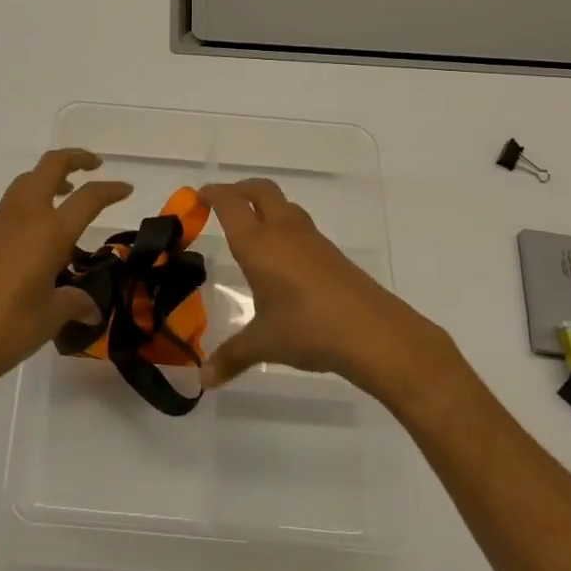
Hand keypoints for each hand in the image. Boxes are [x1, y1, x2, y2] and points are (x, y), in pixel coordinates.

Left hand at [0, 149, 131, 394]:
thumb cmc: (7, 329)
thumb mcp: (50, 317)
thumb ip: (73, 303)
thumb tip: (90, 308)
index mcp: (49, 232)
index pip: (88, 198)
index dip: (110, 190)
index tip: (125, 189)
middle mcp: (23, 217)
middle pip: (49, 167)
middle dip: (74, 159)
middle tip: (94, 166)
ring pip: (24, 184)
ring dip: (47, 181)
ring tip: (64, 199)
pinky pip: (7, 210)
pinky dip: (27, 209)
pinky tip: (31, 242)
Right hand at [199, 179, 446, 399]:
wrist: (372, 331)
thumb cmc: (307, 329)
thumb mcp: (263, 344)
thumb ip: (231, 357)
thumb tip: (203, 381)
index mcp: (258, 244)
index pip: (230, 204)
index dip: (212, 194)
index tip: (198, 197)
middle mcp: (283, 231)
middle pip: (260, 190)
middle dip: (239, 189)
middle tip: (222, 202)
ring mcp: (311, 239)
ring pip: (284, 205)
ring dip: (264, 206)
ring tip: (251, 227)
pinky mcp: (331, 253)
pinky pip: (300, 227)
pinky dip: (284, 227)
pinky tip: (282, 257)